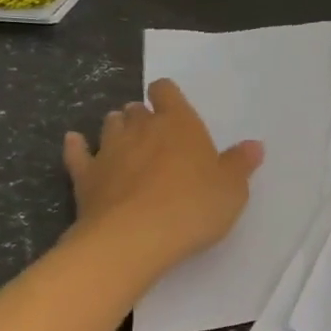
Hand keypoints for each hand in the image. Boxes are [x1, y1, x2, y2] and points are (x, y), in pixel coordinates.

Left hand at [62, 78, 263, 271]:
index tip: (172, 108)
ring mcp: (109, 150)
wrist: (134, 238)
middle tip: (155, 135)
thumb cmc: (193, 207)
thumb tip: (254, 145)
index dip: (167, 96)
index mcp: (179, 124)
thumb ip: (240, 164)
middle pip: (137, 110)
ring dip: (117, 128)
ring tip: (125, 141)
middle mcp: (141, 128)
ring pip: (110, 126)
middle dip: (143, 117)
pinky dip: (77, 146)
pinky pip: (77, 153)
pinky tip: (76, 143)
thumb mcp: (232, 189)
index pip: (167, 92)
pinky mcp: (85, 176)